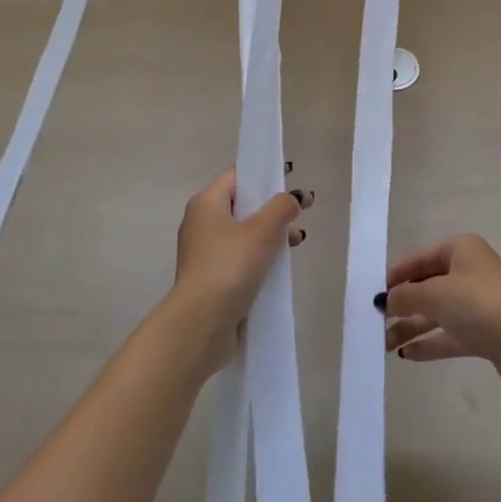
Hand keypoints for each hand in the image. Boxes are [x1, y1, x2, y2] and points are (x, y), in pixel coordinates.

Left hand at [173, 170, 311, 371]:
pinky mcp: (211, 279)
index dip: (264, 178)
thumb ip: (282, 207)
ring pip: (243, 235)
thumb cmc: (230, 266)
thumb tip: (292, 198)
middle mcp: (201, 224)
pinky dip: (259, 259)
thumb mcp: (263, 230)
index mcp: (206, 203)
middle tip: (299, 220)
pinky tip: (279, 270)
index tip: (290, 187)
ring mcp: (204, 253)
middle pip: (242, 207)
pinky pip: (239, 259)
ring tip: (296, 246)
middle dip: (272, 212)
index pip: (237, 177)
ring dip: (270, 238)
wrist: (201, 324)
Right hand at [380, 235, 500, 393]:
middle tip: (375, 322)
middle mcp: (469, 272)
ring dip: (410, 326)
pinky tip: (406, 355)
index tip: (372, 293)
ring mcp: (478, 304)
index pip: (419, 259)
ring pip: (436, 313)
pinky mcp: (484, 334)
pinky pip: (449, 335)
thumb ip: (406, 296)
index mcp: (460, 250)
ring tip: (383, 343)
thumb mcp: (434, 294)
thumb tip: (385, 300)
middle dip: (401, 304)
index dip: (395, 275)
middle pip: (427, 286)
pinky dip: (429, 343)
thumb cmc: (477, 303)